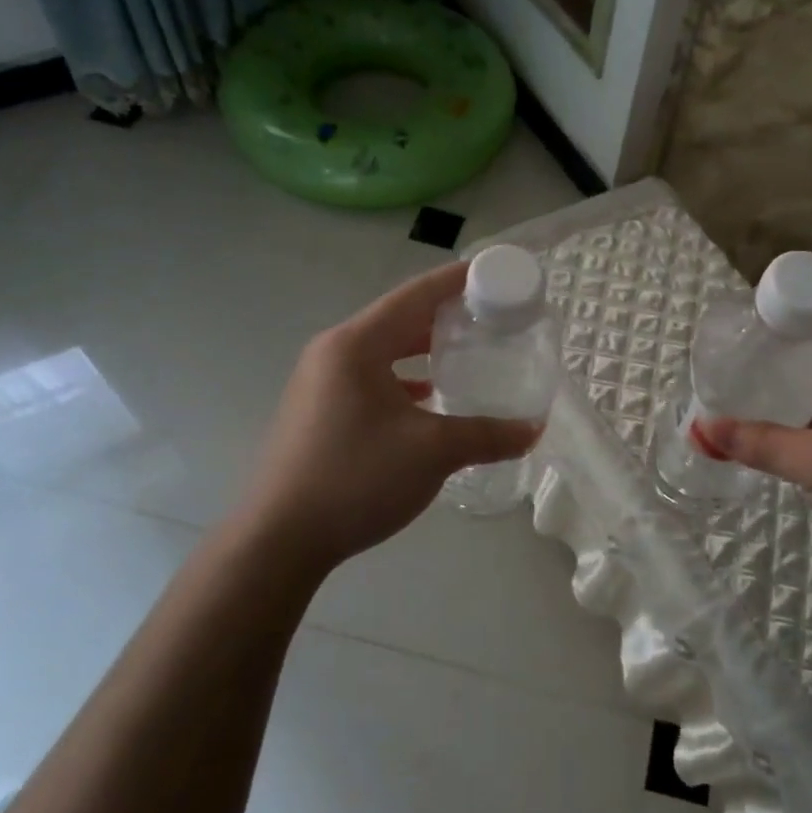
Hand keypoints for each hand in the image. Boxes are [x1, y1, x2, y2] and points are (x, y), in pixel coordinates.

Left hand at [226, 262, 542, 576]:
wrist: (278, 540)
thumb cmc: (356, 478)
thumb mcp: (432, 452)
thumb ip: (487, 434)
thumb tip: (533, 429)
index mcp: (356, 344)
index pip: (415, 294)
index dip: (457, 280)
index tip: (495, 272)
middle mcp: (334, 352)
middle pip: (399, 318)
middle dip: (446, 315)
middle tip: (492, 317)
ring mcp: (320, 381)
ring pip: (384, 350)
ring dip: (424, 348)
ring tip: (467, 352)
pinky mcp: (319, 410)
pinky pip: (371, 377)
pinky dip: (405, 379)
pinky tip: (430, 399)